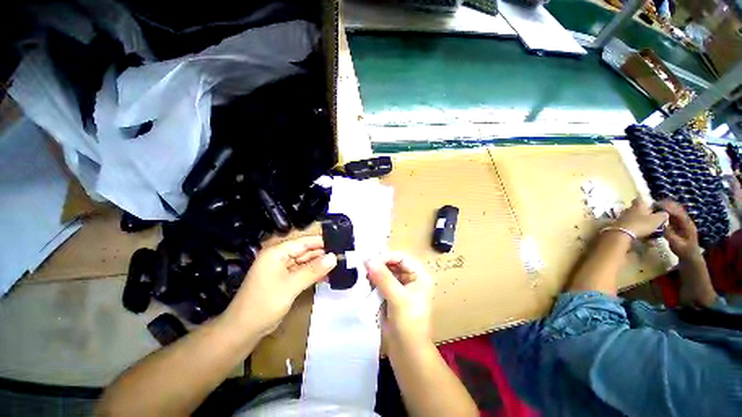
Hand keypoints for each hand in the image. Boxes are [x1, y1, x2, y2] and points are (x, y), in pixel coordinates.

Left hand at [224, 236, 336, 335]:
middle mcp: (280, 258)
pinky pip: (303, 273)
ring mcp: (283, 269)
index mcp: (277, 252)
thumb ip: (314, 270)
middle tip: (342, 256)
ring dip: (320, 265)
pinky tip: (328, 276)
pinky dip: (314, 274)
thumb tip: (334, 257)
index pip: (304, 242)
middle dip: (323, 254)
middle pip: (306, 251)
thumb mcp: (291, 285)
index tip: (340, 244)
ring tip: (339, 265)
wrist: (244, 330)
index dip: (321, 242)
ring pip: (306, 263)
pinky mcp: (286, 280)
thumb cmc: (264, 303)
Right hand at [366, 253, 433, 346]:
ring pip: (385, 273)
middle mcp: (411, 278)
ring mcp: (401, 287)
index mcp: (419, 276)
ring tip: (361, 273)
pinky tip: (364, 282)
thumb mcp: (398, 299)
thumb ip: (383, 278)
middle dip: (379, 264)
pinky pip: (381, 283)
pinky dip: (373, 282)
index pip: (402, 258)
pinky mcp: (391, 296)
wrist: (408, 353)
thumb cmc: (409, 324)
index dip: (386, 257)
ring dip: (374, 273)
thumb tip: (369, 260)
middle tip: (363, 266)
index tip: (370, 261)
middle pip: (393, 264)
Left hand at [613, 198, 668, 238]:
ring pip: (631, 214)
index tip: (649, 203)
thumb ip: (662, 215)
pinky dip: (631, 224)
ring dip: (636, 218)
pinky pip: (627, 222)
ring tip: (644, 223)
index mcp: (638, 205)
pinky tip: (636, 228)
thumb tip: (664, 212)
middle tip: (649, 215)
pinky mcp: (618, 223)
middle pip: (635, 207)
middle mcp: (629, 208)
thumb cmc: (641, 224)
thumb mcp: (657, 220)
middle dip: (642, 210)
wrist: (622, 233)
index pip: (640, 198)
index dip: (644, 200)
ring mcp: (622, 216)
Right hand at [657, 200, 700, 259]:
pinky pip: (673, 213)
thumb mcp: (676, 244)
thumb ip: (669, 234)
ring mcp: (683, 221)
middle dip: (666, 204)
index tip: (656, 206)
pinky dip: (665, 210)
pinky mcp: (679, 222)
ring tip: (653, 207)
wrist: (690, 255)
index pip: (678, 212)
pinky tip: (658, 212)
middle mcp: (686, 220)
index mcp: (687, 224)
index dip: (668, 208)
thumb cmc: (683, 250)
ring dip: (665, 206)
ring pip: (675, 209)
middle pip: (677, 207)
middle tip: (652, 205)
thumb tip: (659, 225)